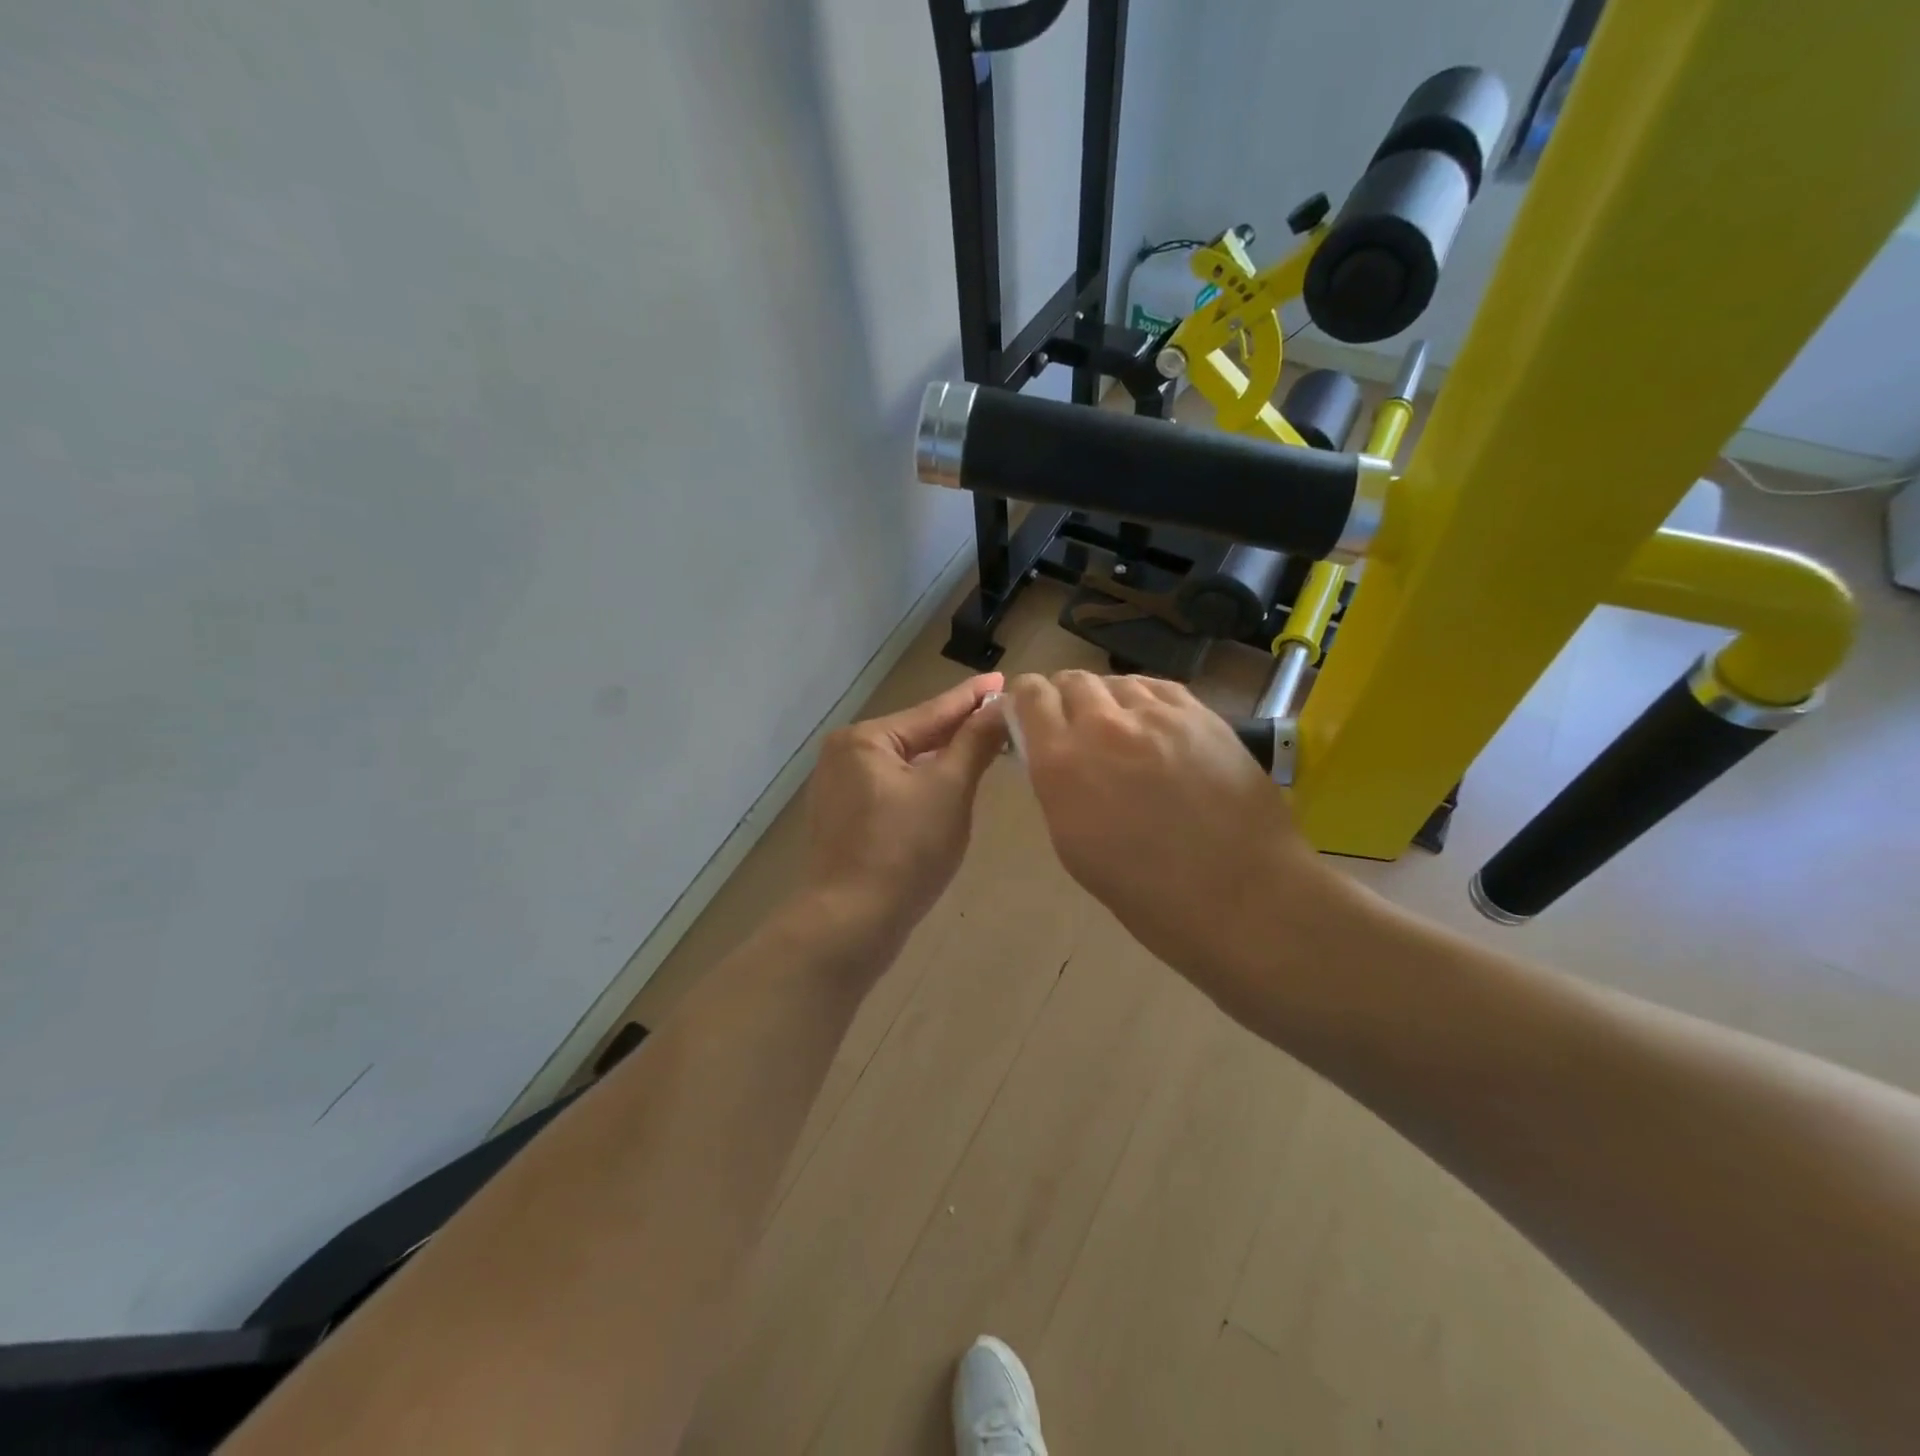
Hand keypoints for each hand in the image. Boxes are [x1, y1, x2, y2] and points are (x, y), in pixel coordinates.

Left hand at [801, 673, 1007, 945]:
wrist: (850, 923)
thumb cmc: (904, 850)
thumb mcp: (949, 790)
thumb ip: (974, 743)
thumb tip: (1001, 705)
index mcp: (865, 739)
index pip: (932, 711)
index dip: (972, 698)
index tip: (1003, 679)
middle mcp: (844, 755)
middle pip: (916, 736)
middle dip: (958, 730)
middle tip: (1002, 718)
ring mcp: (839, 789)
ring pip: (904, 765)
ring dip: (942, 760)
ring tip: (982, 748)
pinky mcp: (843, 820)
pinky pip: (892, 789)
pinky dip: (921, 786)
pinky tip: (946, 788)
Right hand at [1005, 670, 1343, 993]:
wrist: (1239, 896)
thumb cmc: (1146, 892)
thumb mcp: (1073, 844)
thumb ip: (1057, 785)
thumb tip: (1054, 756)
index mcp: (1063, 762)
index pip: (1030, 695)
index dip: (1024, 701)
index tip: (1028, 717)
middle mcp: (1104, 726)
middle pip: (1072, 680)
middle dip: (1064, 699)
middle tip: (1073, 727)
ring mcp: (1157, 715)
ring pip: (1116, 681)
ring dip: (1106, 700)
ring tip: (1117, 729)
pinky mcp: (1201, 714)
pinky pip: (1157, 688)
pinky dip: (1143, 700)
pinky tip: (1152, 725)